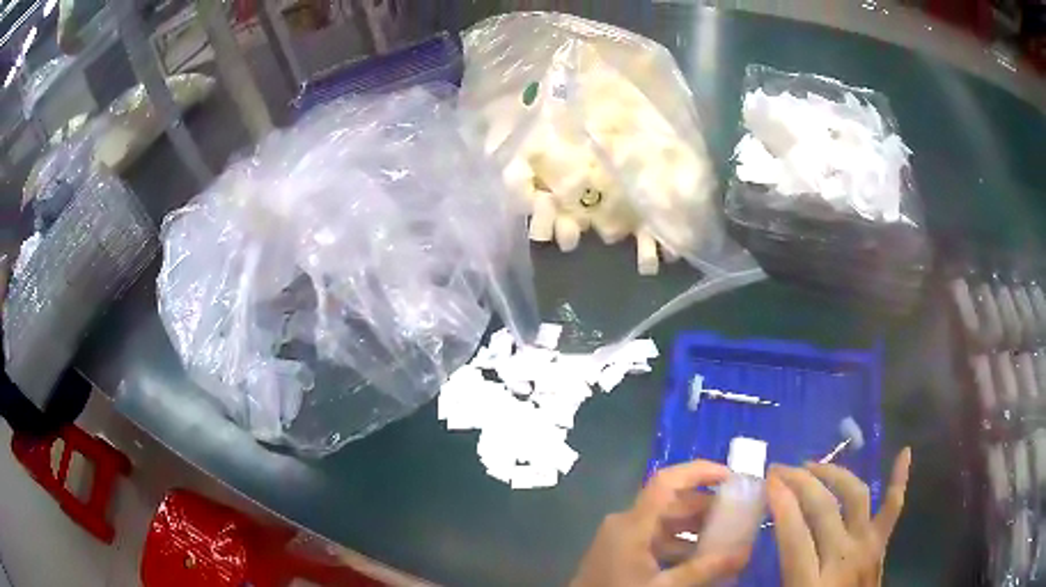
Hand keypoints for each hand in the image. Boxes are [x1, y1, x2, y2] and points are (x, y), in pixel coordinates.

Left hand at [571, 460, 752, 586]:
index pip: (667, 482)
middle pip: (670, 502)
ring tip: (727, 538)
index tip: (731, 478)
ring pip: (665, 522)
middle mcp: (625, 523)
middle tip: (738, 514)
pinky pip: (656, 539)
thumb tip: (746, 552)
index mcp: (632, 523)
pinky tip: (702, 558)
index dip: (699, 472)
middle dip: (706, 506)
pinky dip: (680, 544)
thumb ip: (705, 569)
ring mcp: (621, 538)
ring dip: (695, 528)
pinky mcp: (621, 552)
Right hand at [767, 448, 911, 586]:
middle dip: (801, 482)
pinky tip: (904, 453)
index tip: (768, 482)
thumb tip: (744, 553)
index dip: (782, 504)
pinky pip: (893, 508)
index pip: (796, 535)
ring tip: (814, 466)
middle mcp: (844, 558)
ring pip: (856, 497)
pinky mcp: (881, 545)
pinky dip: (899, 480)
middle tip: (781, 469)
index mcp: (813, 583)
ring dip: (835, 475)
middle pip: (825, 509)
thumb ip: (772, 577)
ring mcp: (867, 547)